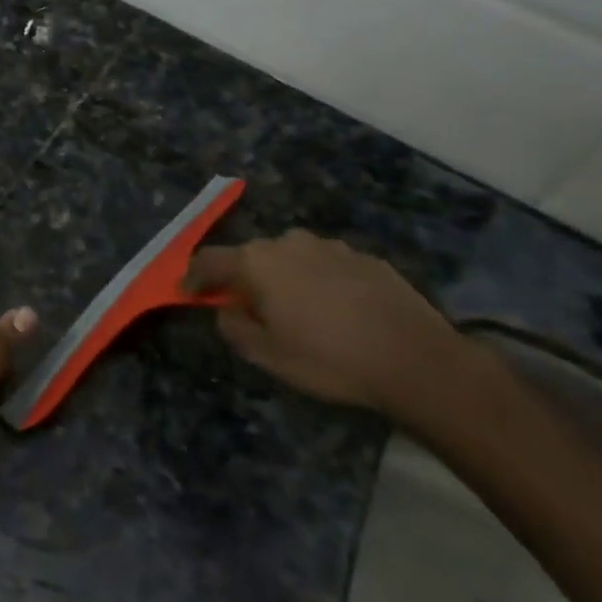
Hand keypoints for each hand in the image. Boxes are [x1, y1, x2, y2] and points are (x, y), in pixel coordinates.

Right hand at [183, 229, 461, 414]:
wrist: (415, 358)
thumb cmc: (329, 359)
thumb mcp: (269, 356)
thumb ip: (235, 328)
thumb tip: (226, 310)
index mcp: (257, 263)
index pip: (209, 260)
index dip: (193, 276)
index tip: (186, 292)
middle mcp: (288, 243)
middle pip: (252, 256)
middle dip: (244, 279)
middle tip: (249, 310)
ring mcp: (329, 246)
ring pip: (291, 258)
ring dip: (284, 278)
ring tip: (299, 312)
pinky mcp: (364, 256)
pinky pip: (326, 266)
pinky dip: (320, 282)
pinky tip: (338, 312)